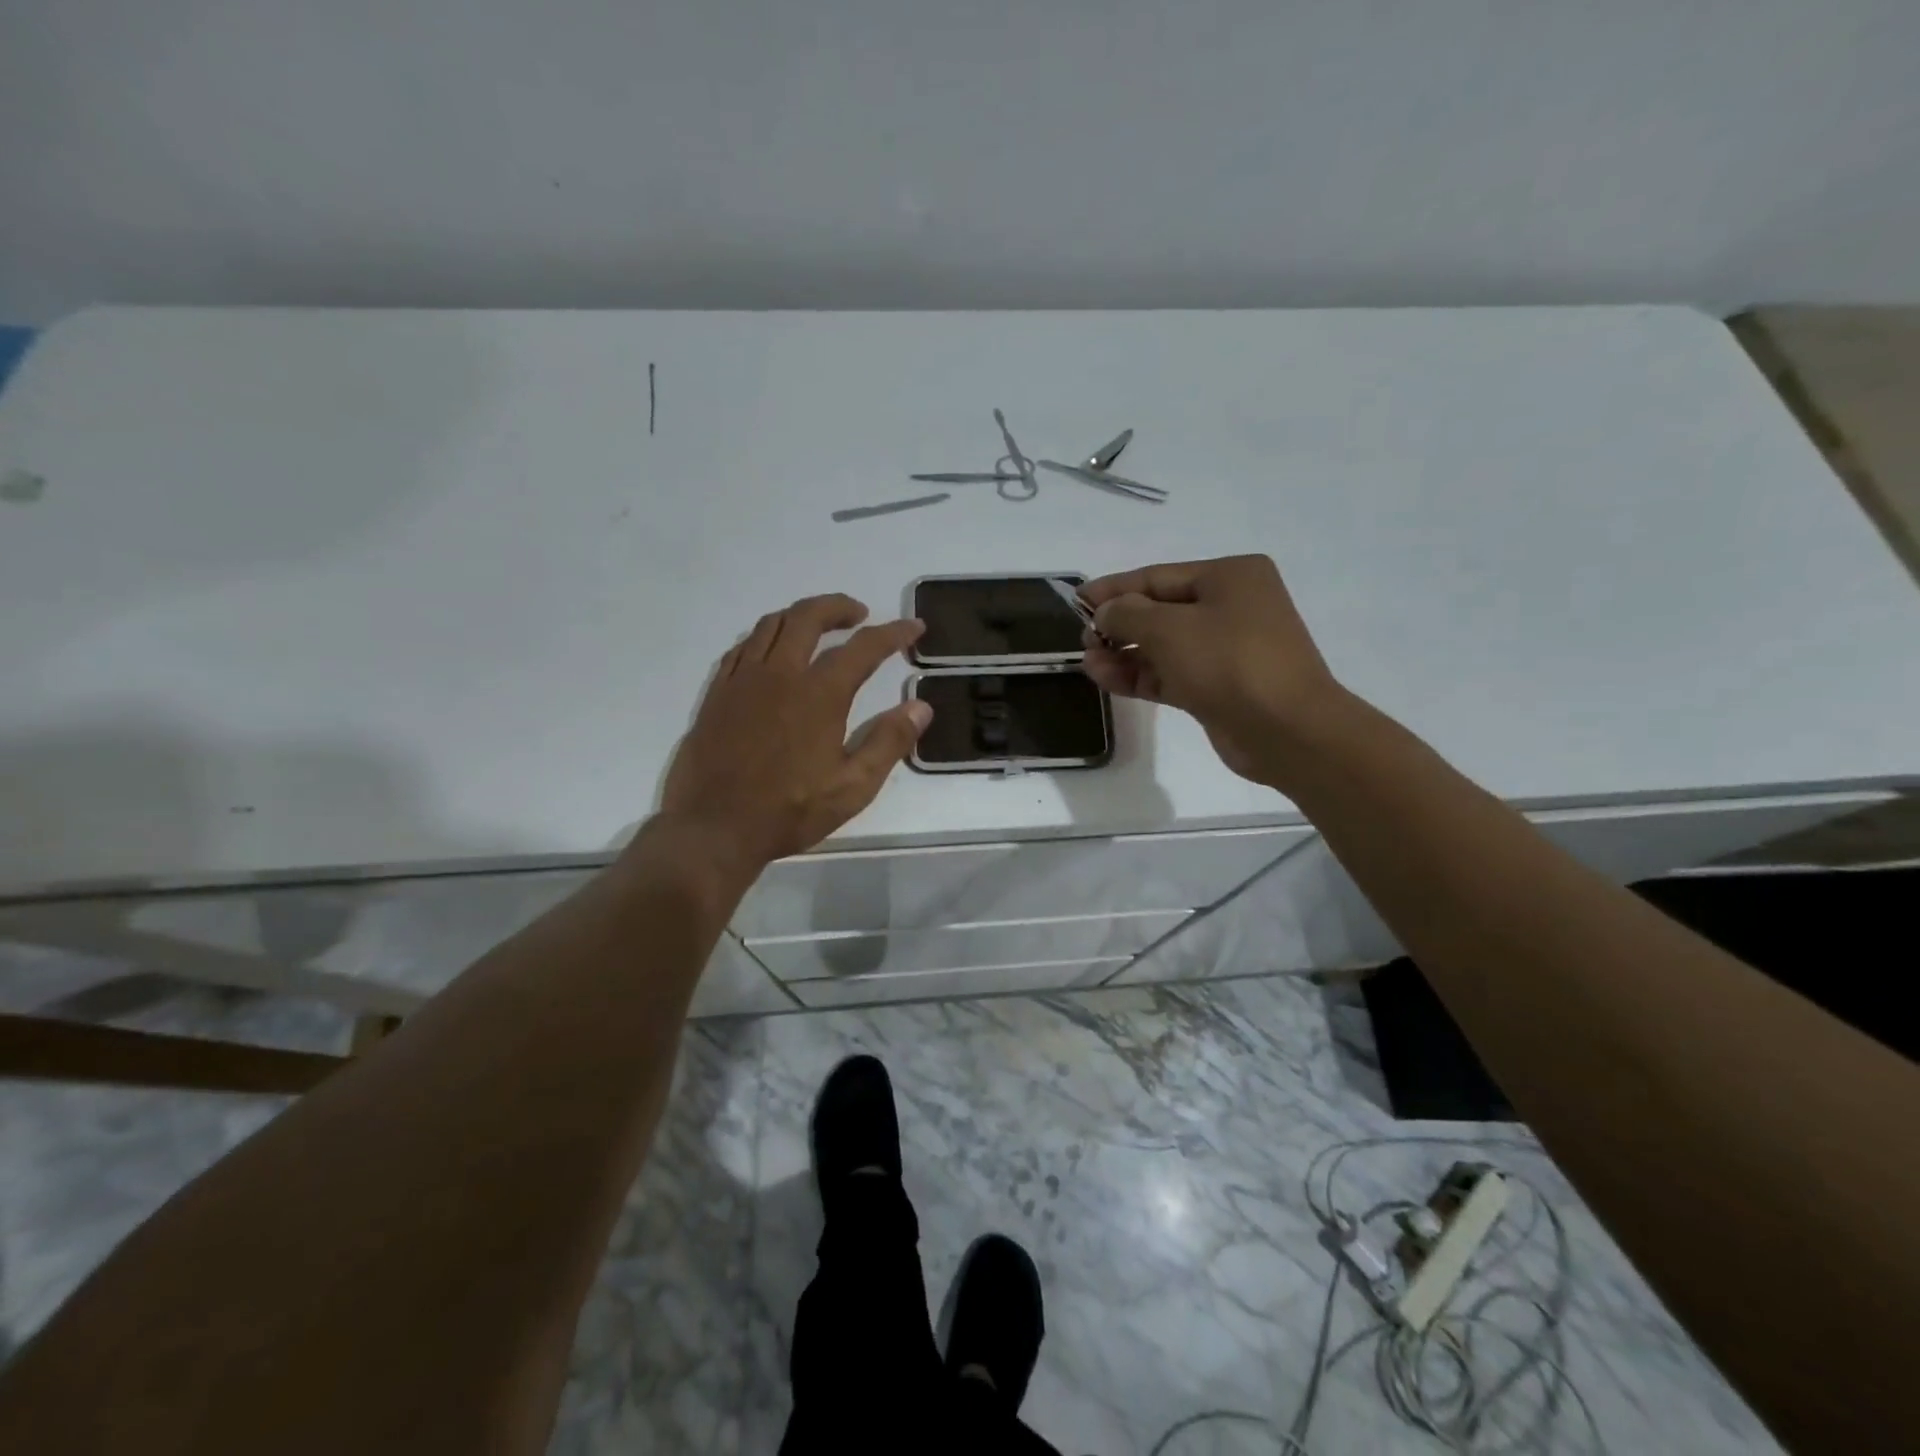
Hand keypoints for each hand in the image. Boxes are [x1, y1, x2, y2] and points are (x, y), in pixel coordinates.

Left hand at [657, 594, 930, 873]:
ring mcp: (743, 680)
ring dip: (801, 615)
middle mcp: (779, 674)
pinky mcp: (717, 693)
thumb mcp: (853, 787)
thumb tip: (921, 706)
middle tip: (859, 614)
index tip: (913, 627)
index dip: (893, 633)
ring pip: (771, 624)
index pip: (863, 647)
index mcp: (819, 695)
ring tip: (819, 626)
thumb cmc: (789, 811)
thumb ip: (889, 742)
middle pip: (808, 617)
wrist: (714, 828)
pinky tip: (772, 651)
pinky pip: (742, 647)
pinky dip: (765, 636)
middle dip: (839, 606)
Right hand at [1080, 555, 1343, 785]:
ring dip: (1124, 655)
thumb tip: (1105, 613)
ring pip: (1163, 646)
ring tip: (1088, 666)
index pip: (1158, 577)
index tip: (1077, 602)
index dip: (1114, 589)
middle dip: (1118, 626)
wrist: (1286, 731)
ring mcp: (1227, 650)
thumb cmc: (1229, 663)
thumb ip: (1127, 615)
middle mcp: (1231, 607)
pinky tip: (1107, 680)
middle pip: (1159, 611)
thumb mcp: (1168, 630)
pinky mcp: (1219, 687)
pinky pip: (1171, 674)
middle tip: (1084, 642)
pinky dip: (1141, 676)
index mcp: (1229, 577)